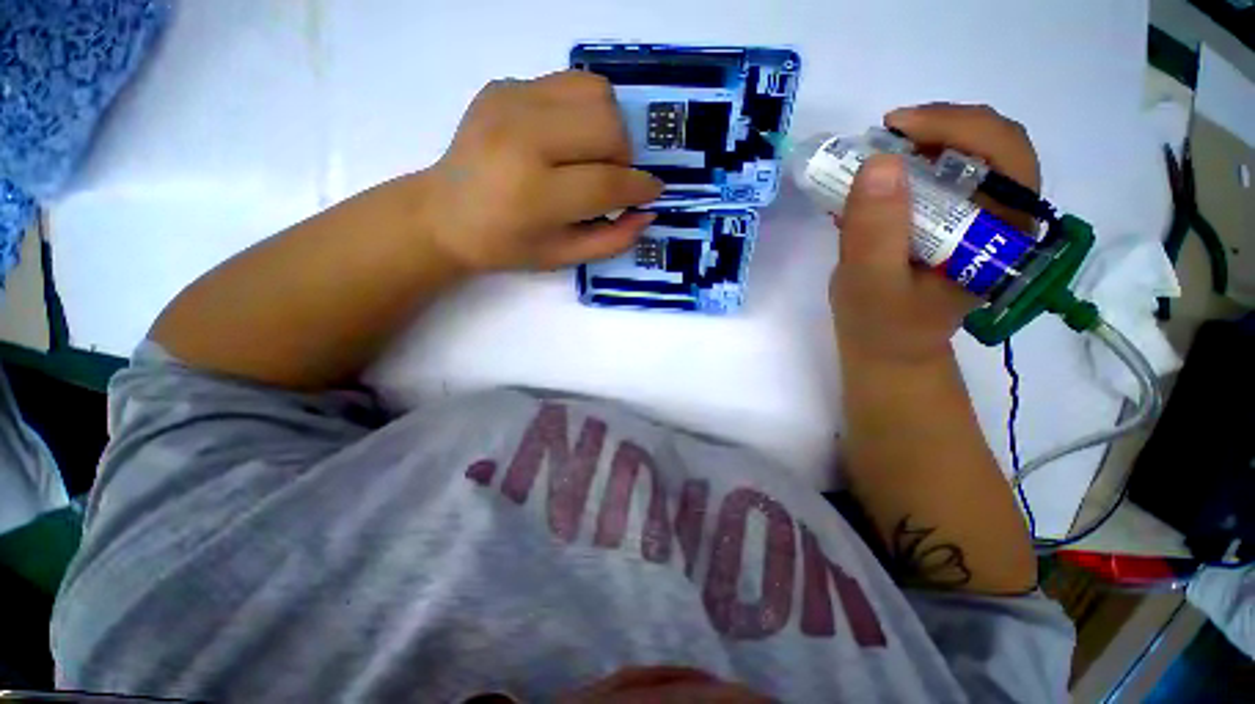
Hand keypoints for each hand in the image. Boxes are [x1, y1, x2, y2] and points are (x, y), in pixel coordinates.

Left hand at [422, 71, 663, 272]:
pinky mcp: (503, 85)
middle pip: (607, 125)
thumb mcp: (563, 257)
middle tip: (611, 178)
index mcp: (534, 194)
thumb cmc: (506, 246)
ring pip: (595, 92)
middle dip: (624, 156)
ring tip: (591, 156)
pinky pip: (567, 83)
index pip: (607, 181)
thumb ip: (612, 239)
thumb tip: (647, 212)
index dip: (639, 188)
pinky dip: (582, 111)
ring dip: (608, 127)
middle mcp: (522, 138)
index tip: (651, 192)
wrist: (443, 214)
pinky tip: (566, 139)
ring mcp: (509, 102)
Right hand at [831, 103, 1040, 364]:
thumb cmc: (882, 326)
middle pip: (992, 145)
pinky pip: (942, 174)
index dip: (958, 126)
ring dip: (923, 143)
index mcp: (1003, 236)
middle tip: (886, 134)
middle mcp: (1002, 218)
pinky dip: (910, 164)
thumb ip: (876, 232)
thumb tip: (879, 162)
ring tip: (878, 156)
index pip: (1007, 156)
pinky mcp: (953, 221)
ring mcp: (978, 218)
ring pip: (968, 155)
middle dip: (939, 128)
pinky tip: (879, 178)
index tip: (896, 126)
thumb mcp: (871, 286)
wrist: (887, 347)